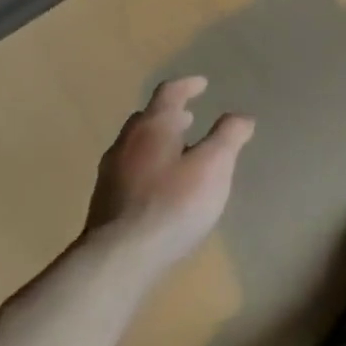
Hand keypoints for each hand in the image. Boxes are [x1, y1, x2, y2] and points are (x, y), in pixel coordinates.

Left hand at [84, 77, 253, 266]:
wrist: (118, 261)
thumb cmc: (173, 204)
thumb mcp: (214, 165)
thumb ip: (229, 136)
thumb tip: (241, 117)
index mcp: (153, 126)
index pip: (169, 92)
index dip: (187, 85)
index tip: (202, 84)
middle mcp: (127, 143)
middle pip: (148, 118)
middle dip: (170, 115)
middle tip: (189, 118)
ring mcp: (110, 174)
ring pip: (135, 145)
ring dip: (157, 142)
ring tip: (178, 153)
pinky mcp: (104, 204)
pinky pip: (129, 171)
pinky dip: (147, 166)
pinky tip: (160, 188)